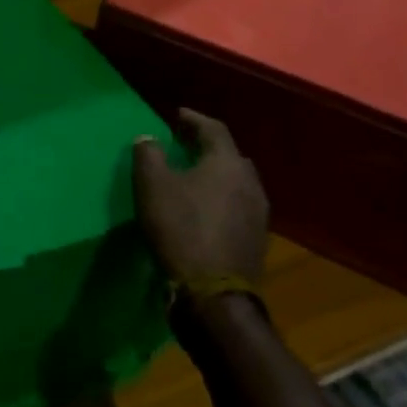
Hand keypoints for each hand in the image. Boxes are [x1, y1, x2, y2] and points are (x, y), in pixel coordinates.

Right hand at [133, 110, 269, 287]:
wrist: (213, 291)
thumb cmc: (181, 228)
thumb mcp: (152, 185)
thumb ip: (149, 154)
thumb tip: (148, 138)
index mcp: (227, 163)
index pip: (213, 129)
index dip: (194, 119)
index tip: (177, 115)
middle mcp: (249, 182)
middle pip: (229, 154)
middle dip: (206, 147)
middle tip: (184, 144)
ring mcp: (258, 213)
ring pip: (235, 182)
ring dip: (215, 174)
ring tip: (193, 176)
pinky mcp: (256, 238)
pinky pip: (237, 205)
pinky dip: (220, 198)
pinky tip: (204, 207)